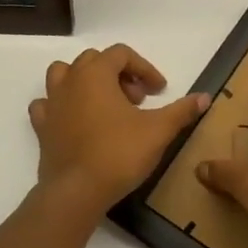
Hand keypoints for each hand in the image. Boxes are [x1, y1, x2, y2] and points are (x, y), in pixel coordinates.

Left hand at [29, 44, 208, 221]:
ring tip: (106, 104)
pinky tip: (77, 120)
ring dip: (86, 82)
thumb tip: (205, 97)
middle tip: (137, 100)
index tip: (159, 91)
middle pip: (94, 61)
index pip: (121, 54)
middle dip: (119, 74)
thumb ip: (181, 111)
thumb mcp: (158, 131)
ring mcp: (51, 104)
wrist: (76, 192)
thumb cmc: (118, 154)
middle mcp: (70, 81)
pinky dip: (62, 106)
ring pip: (63, 75)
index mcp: (96, 74)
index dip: (144, 68)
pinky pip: (47, 105)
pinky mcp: (41, 128)